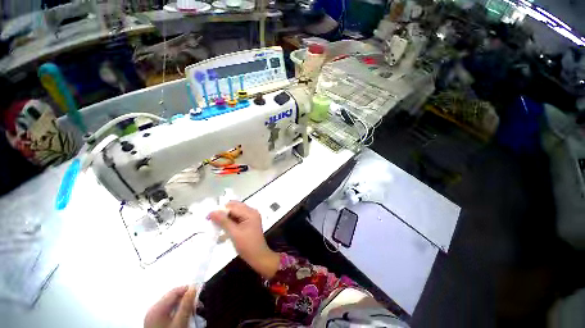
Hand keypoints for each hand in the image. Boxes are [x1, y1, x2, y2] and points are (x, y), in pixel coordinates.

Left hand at [144, 286, 195, 327]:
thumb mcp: (180, 322)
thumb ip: (186, 304)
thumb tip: (194, 287)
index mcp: (156, 308)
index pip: (175, 290)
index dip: (189, 289)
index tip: (200, 293)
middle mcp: (152, 309)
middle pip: (173, 297)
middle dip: (187, 299)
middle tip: (198, 305)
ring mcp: (152, 316)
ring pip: (172, 304)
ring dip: (184, 305)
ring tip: (193, 312)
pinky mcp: (154, 322)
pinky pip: (168, 311)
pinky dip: (178, 311)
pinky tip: (184, 317)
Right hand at [209, 201, 279, 278]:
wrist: (258, 257)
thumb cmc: (247, 245)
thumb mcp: (234, 233)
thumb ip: (223, 221)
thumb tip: (212, 212)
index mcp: (250, 212)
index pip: (233, 206)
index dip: (220, 210)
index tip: (208, 217)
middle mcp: (251, 212)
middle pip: (234, 207)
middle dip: (223, 213)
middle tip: (212, 222)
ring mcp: (251, 217)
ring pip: (235, 213)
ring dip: (225, 218)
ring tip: (216, 226)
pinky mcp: (249, 222)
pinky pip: (237, 218)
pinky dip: (230, 222)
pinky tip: (223, 229)